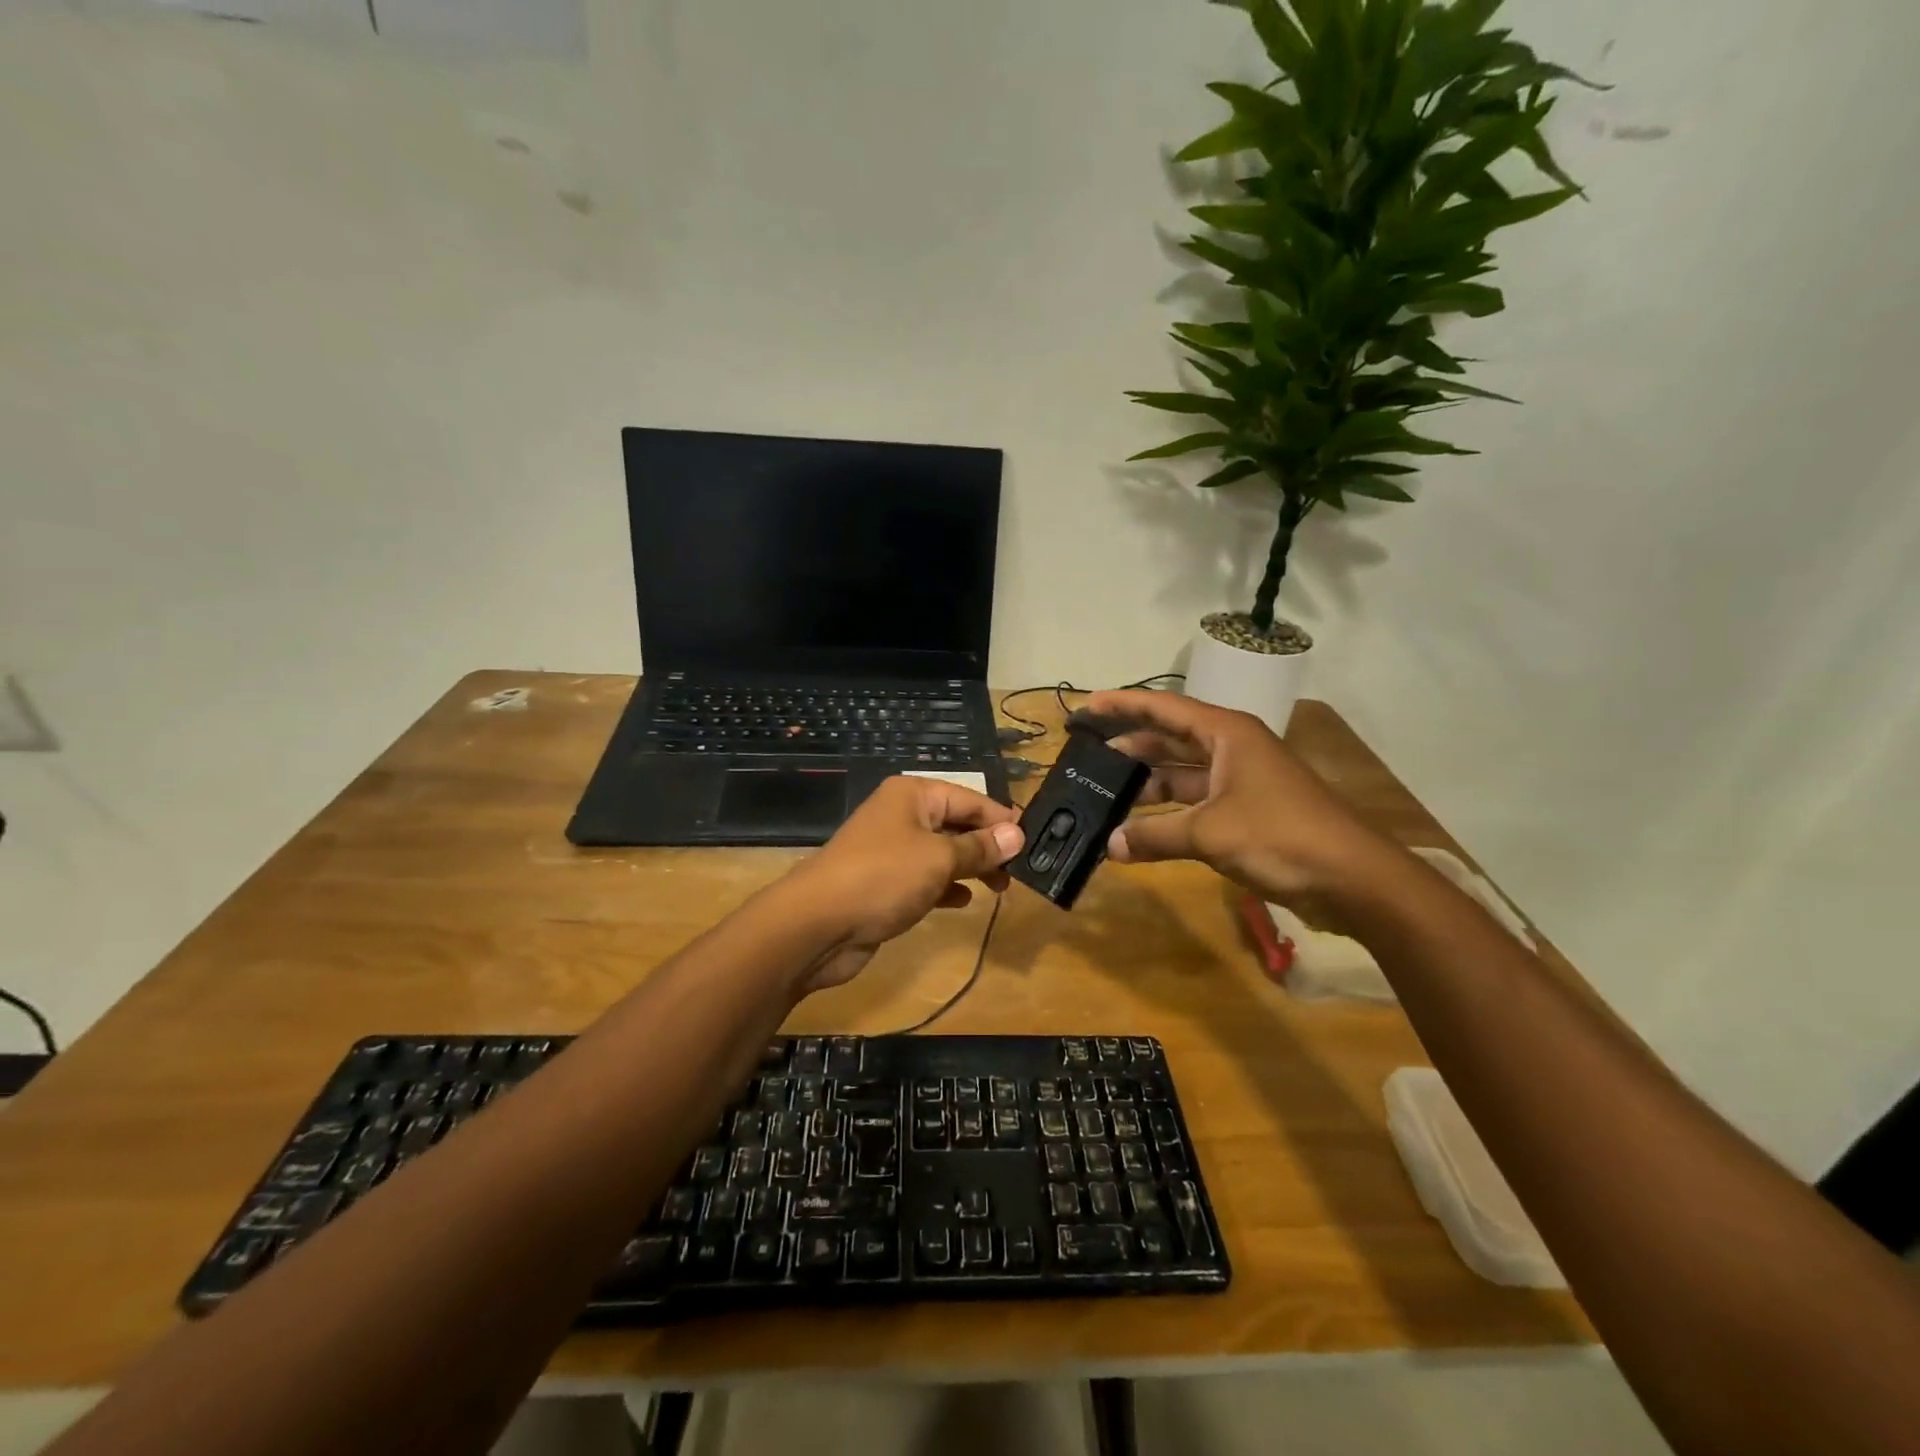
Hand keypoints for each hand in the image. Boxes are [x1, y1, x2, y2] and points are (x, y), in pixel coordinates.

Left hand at [780, 776, 1024, 993]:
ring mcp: (891, 850)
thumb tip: (1017, 834)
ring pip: (943, 853)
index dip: (1002, 818)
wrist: (817, 924)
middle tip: (1020, 870)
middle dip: (988, 845)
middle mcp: (902, 815)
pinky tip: (965, 900)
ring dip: (971, 867)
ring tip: (1001, 887)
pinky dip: (946, 886)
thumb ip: (980, 847)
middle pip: (956, 824)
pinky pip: (925, 878)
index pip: (970, 798)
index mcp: (913, 795)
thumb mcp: (940, 859)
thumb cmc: (883, 877)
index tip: (1034, 839)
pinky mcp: (884, 883)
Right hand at [1082, 690, 1389, 902]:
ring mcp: (1241, 782)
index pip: (1164, 708)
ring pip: (1183, 774)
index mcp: (1227, 734)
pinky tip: (1141, 830)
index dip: (1124, 705)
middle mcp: (1233, 749)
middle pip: (1171, 739)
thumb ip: (1155, 835)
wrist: (1352, 878)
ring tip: (1106, 794)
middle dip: (1132, 746)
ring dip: (1148, 784)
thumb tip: (1111, 845)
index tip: (1088, 706)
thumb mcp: (1209, 833)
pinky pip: (1196, 804)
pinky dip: (1168, 815)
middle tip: (1089, 756)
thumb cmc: (1280, 835)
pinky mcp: (1247, 813)